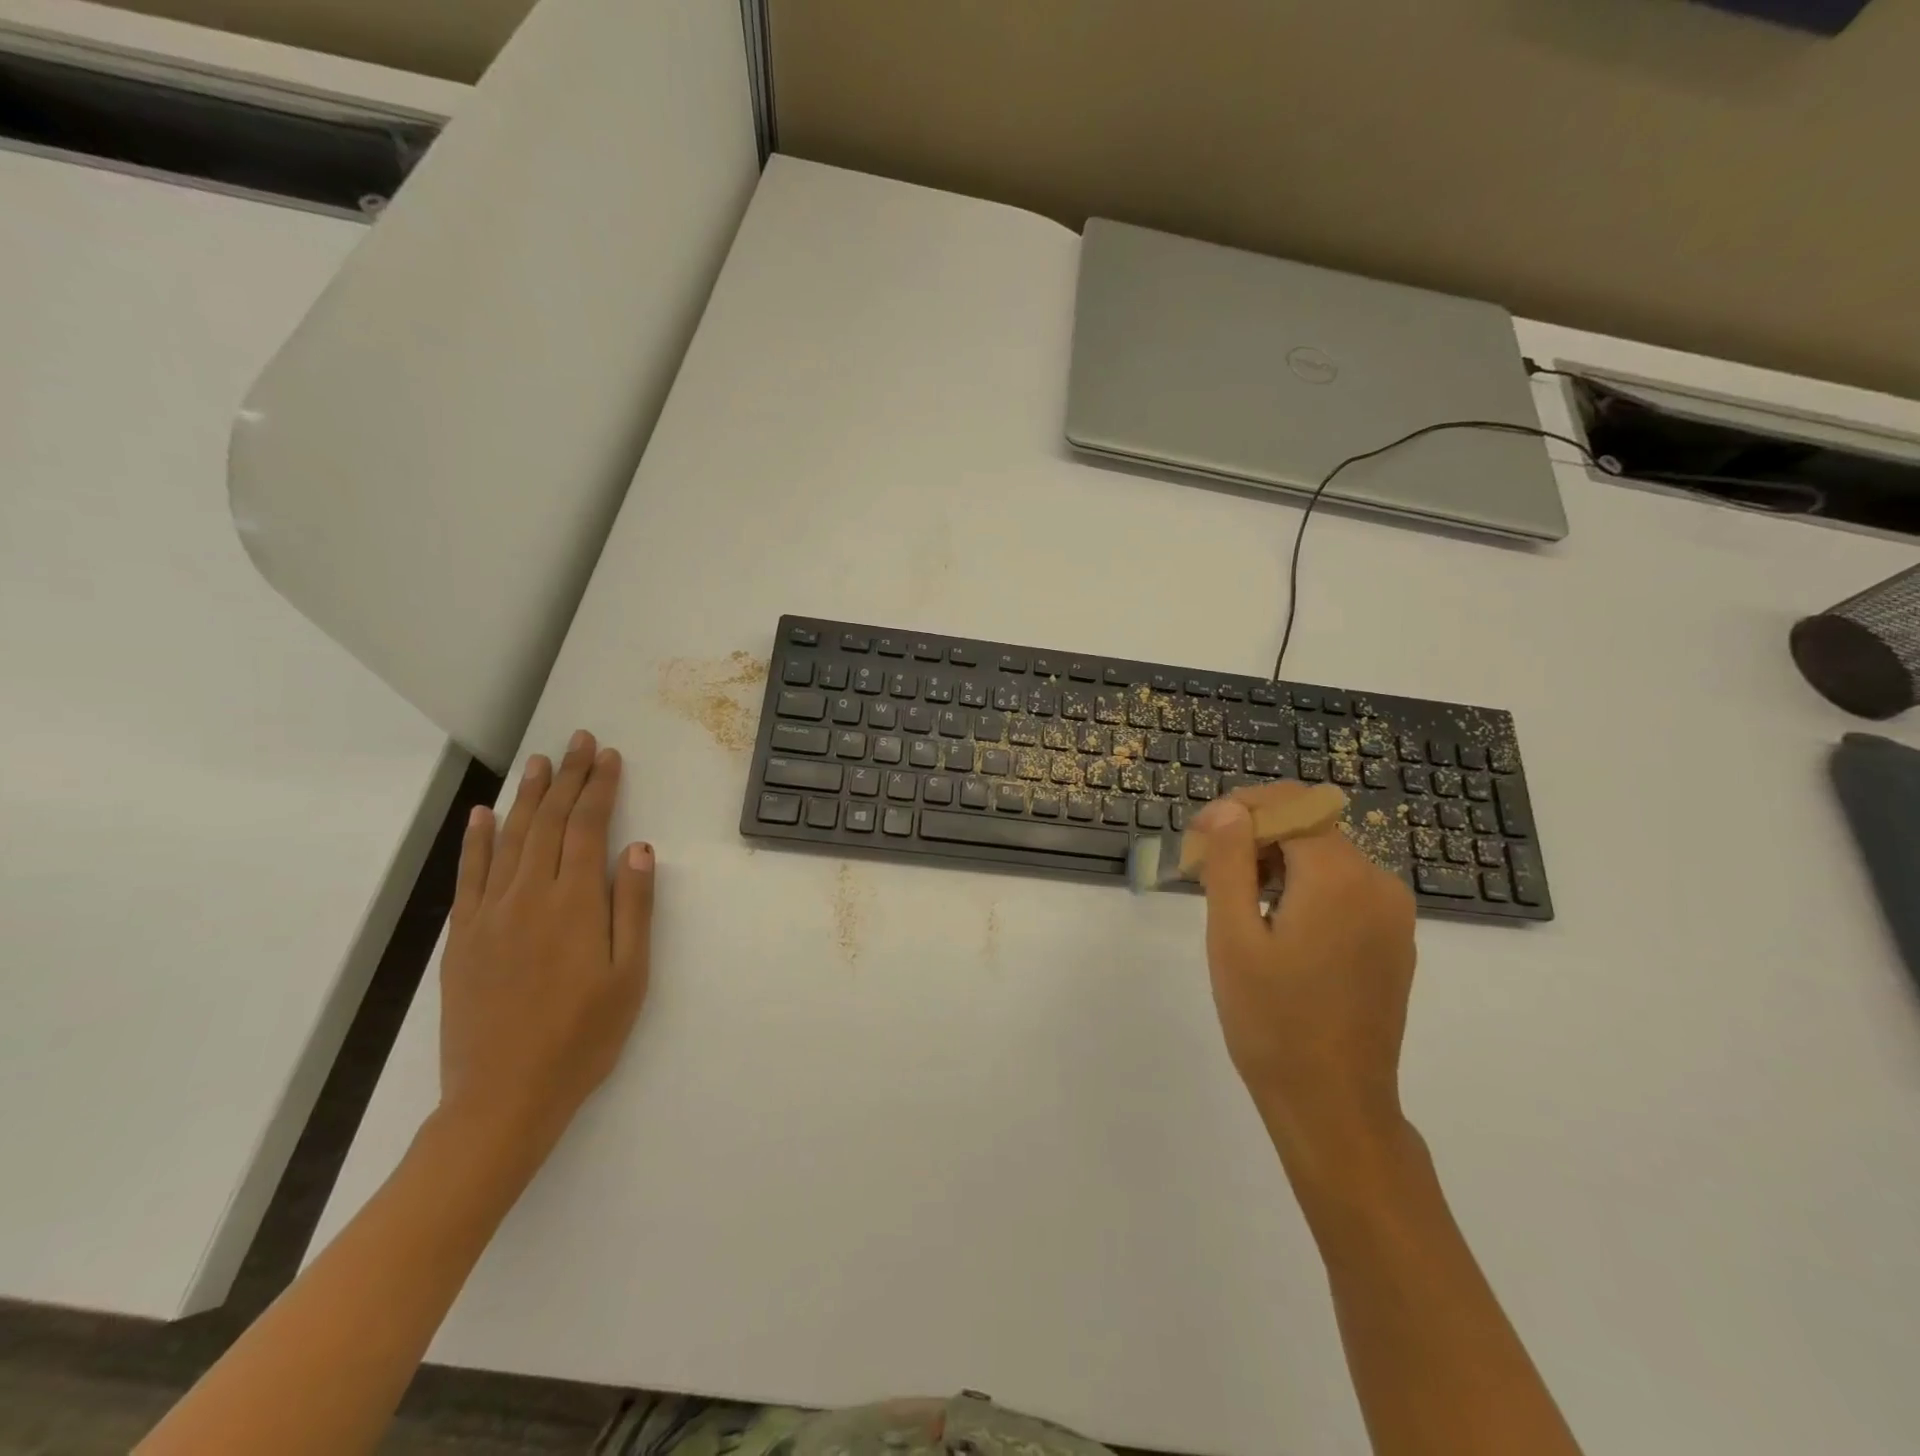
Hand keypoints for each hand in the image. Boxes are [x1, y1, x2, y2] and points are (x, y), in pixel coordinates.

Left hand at [437, 730, 654, 1175]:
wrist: (504, 1096)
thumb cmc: (583, 1037)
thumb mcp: (630, 976)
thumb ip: (635, 908)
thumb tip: (640, 848)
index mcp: (575, 904)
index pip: (587, 828)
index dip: (600, 788)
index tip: (608, 756)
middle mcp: (529, 896)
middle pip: (549, 823)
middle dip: (567, 777)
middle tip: (577, 741)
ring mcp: (489, 914)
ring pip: (510, 839)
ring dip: (527, 796)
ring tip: (539, 762)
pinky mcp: (463, 937)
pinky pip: (470, 875)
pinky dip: (476, 840)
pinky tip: (484, 815)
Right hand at [1192, 784, 1417, 1165]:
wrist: (1335, 1104)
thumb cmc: (1272, 1021)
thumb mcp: (1233, 936)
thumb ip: (1229, 862)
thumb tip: (1228, 809)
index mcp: (1339, 877)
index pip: (1288, 805)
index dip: (1238, 810)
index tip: (1197, 838)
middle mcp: (1377, 882)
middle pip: (1308, 826)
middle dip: (1252, 835)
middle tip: (1204, 871)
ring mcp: (1392, 912)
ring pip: (1325, 855)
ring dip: (1275, 860)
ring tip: (1232, 899)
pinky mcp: (1393, 937)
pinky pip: (1344, 886)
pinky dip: (1303, 885)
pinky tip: (1273, 922)